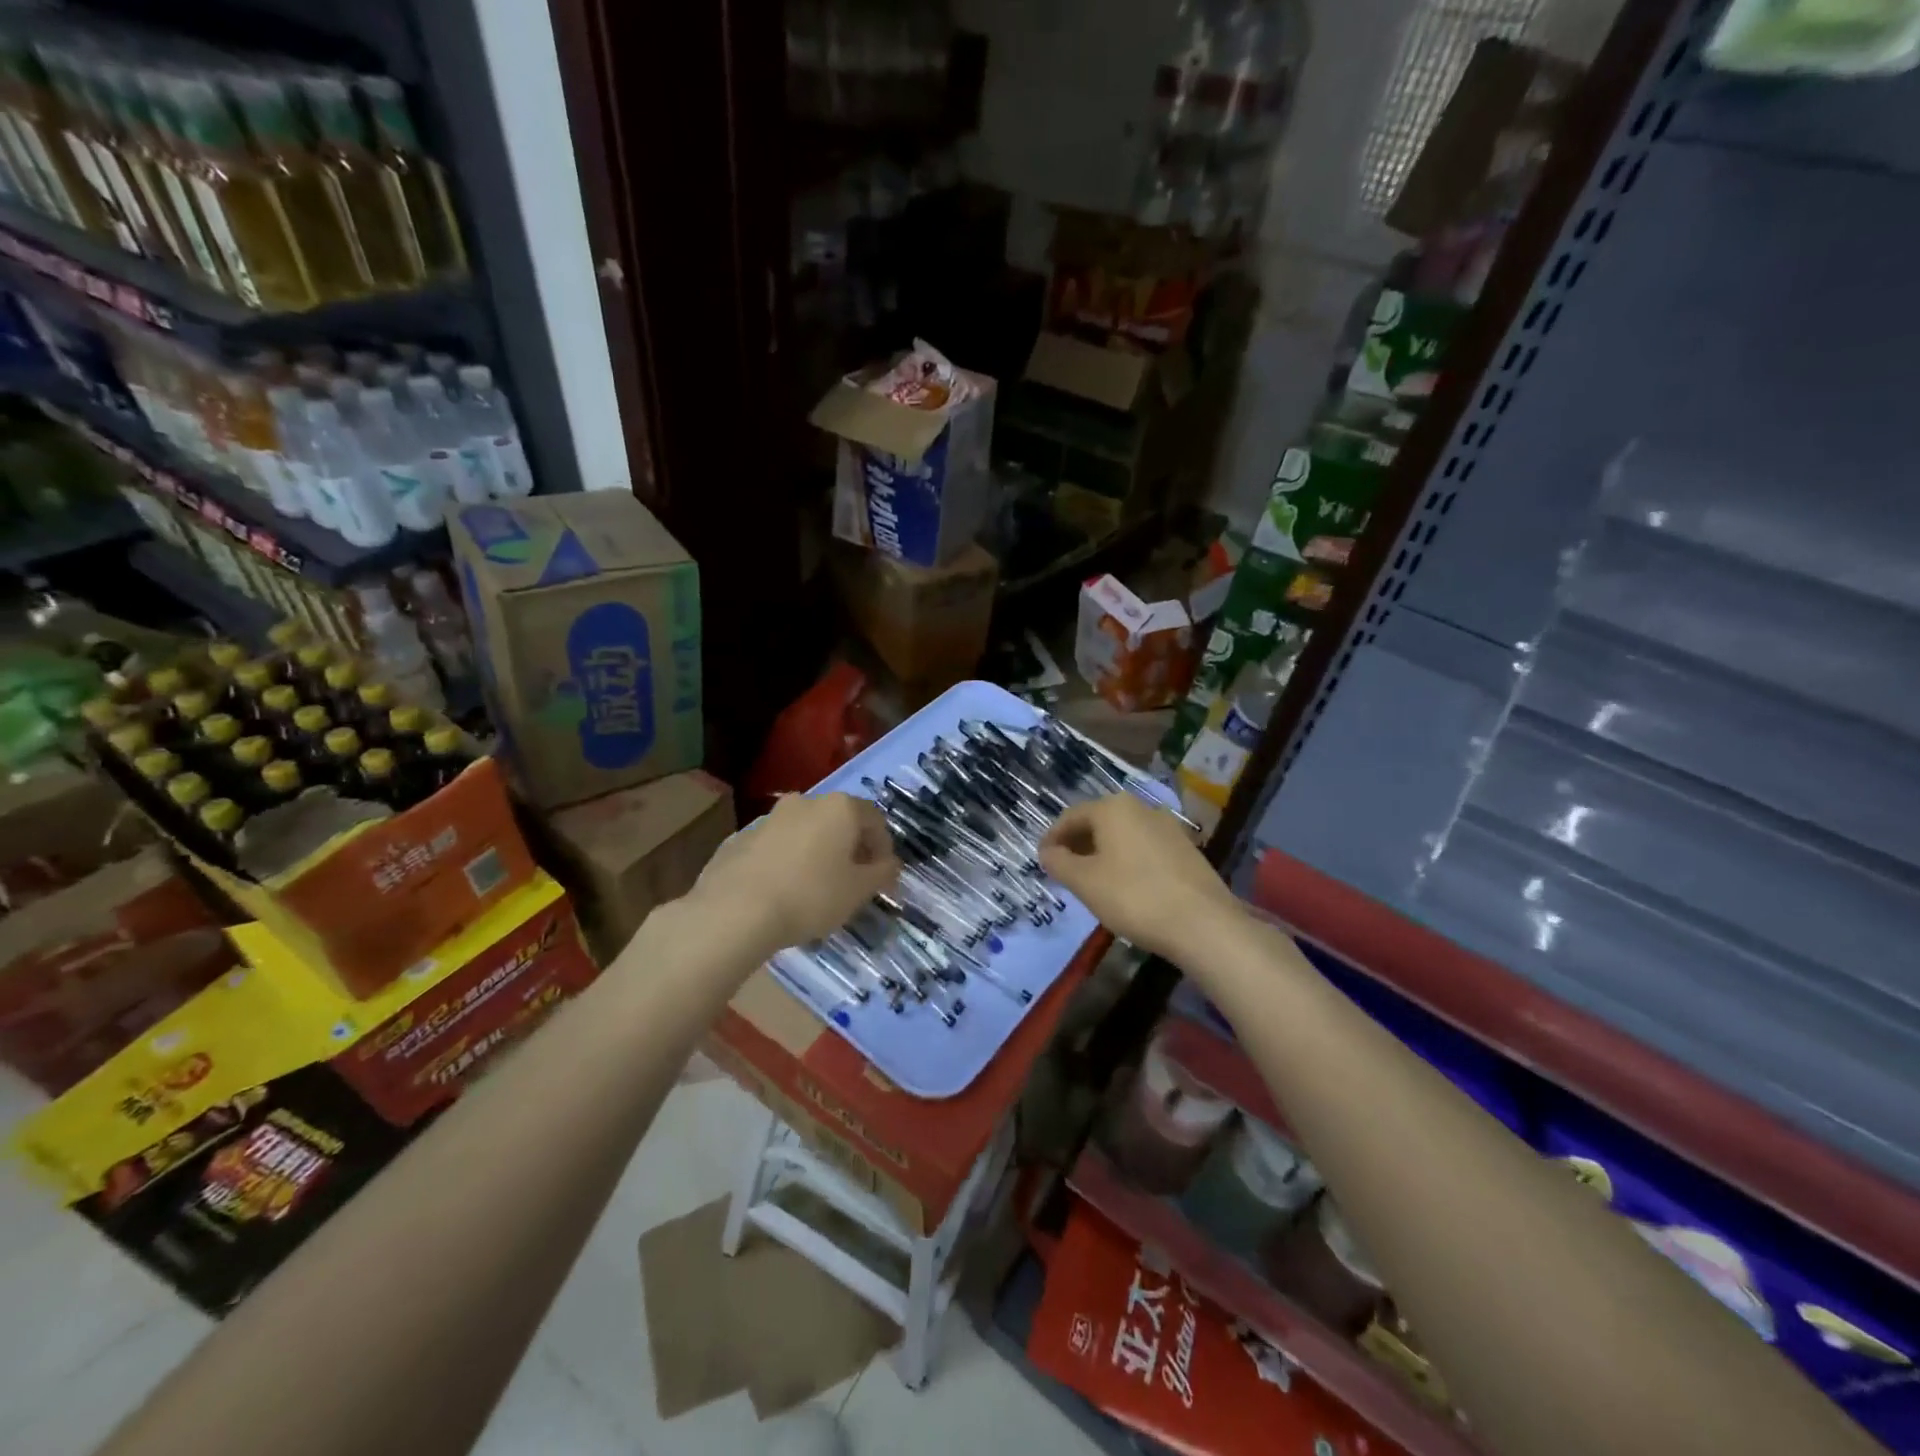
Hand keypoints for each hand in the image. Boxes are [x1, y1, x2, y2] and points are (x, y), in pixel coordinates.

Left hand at [690, 792, 900, 956]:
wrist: (734, 910)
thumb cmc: (810, 896)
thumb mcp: (858, 891)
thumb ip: (883, 873)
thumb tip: (891, 865)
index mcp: (840, 808)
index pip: (875, 820)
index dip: (884, 848)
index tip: (882, 877)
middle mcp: (806, 801)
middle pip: (839, 821)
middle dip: (850, 847)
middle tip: (852, 880)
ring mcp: (769, 817)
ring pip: (805, 831)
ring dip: (817, 852)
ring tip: (816, 887)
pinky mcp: (741, 837)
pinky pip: (776, 846)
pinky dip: (787, 860)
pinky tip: (783, 890)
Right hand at [1040, 793, 1237, 961]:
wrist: (1203, 924)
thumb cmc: (1134, 897)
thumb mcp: (1085, 882)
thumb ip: (1059, 863)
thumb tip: (1047, 852)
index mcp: (1113, 808)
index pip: (1071, 816)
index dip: (1052, 838)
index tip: (1042, 860)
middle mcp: (1141, 808)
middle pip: (1098, 821)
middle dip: (1078, 844)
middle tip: (1064, 871)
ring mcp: (1168, 827)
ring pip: (1123, 835)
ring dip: (1102, 852)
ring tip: (1092, 881)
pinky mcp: (1186, 849)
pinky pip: (1144, 847)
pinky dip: (1126, 860)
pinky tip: (1125, 886)